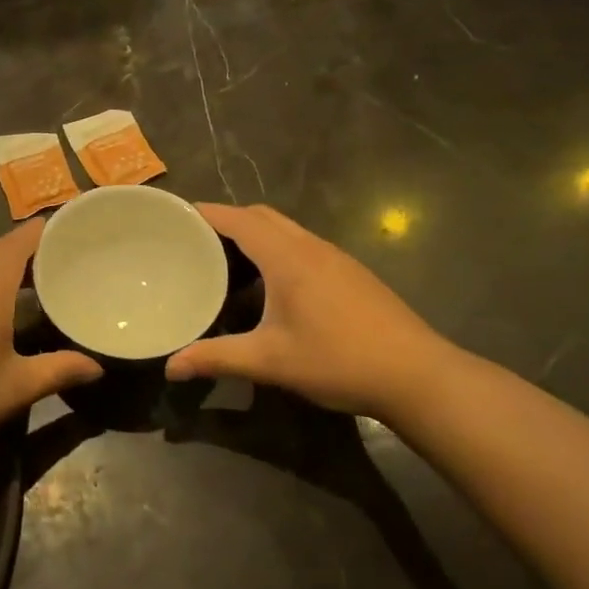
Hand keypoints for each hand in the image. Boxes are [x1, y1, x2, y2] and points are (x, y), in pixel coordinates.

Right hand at [165, 204, 454, 417]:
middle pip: (262, 217)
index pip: (239, 219)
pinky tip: (270, 288)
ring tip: (225, 263)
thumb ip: (217, 359)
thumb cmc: (338, 360)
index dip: (206, 213)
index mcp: (288, 258)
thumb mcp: (270, 361)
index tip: (175, 217)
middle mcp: (311, 247)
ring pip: (286, 230)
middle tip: (195, 243)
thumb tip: (171, 368)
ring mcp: (336, 258)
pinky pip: (303, 246)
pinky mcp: (351, 273)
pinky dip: (277, 251)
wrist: (417, 375)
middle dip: (227, 221)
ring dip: (254, 236)